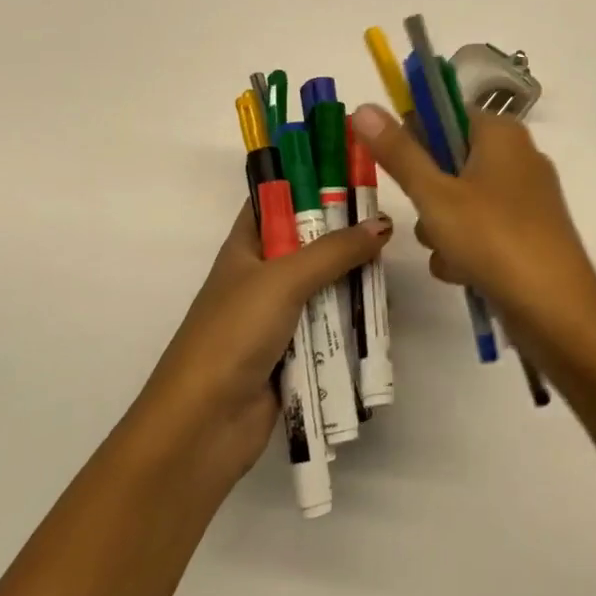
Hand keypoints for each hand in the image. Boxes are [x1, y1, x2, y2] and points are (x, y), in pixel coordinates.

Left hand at [133, 200, 390, 488]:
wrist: (203, 425)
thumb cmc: (233, 334)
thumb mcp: (283, 280)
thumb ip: (335, 251)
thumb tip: (382, 224)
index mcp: (244, 248)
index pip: (276, 200)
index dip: (308, 182)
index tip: (351, 171)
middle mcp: (260, 276)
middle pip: (308, 243)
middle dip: (343, 234)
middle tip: (387, 222)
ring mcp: (276, 316)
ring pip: (323, 286)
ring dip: (352, 279)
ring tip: (393, 266)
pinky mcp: (292, 352)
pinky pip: (328, 326)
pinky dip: (351, 319)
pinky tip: (382, 311)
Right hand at [349, 104, 595, 365]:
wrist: (555, 309)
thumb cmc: (493, 239)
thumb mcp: (435, 195)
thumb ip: (398, 152)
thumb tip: (363, 107)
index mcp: (502, 133)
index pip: (445, 113)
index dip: (413, 136)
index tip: (395, 167)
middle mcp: (518, 156)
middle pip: (450, 160)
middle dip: (427, 194)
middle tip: (426, 216)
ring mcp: (526, 197)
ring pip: (461, 200)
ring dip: (441, 227)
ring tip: (446, 251)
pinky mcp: (528, 233)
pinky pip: (481, 229)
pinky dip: (466, 248)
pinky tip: (461, 272)